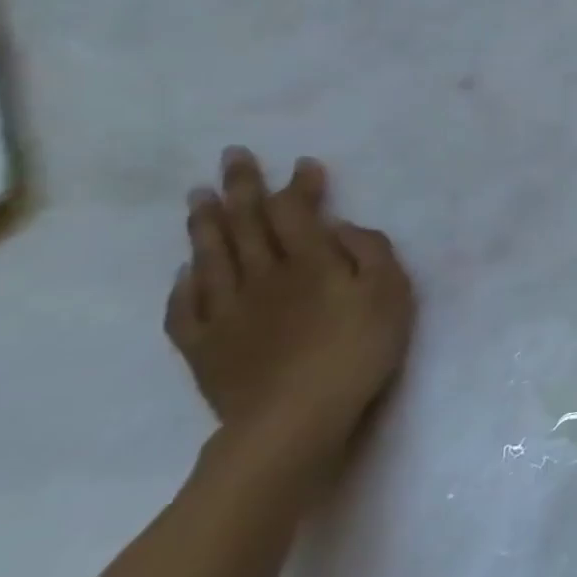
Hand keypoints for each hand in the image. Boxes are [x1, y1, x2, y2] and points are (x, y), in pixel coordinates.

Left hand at [166, 148, 413, 468]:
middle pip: (247, 223)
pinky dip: (185, 282)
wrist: (295, 419)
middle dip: (241, 187)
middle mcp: (263, 275)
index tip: (302, 163)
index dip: (298, 185)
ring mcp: (227, 310)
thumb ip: (372, 253)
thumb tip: (341, 228)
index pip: (297, 211)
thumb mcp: (392, 293)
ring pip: (211, 255)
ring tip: (198, 196)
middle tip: (232, 157)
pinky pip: (187, 305)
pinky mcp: (205, 345)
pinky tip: (186, 271)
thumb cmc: (358, 350)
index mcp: (310, 261)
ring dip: (205, 222)